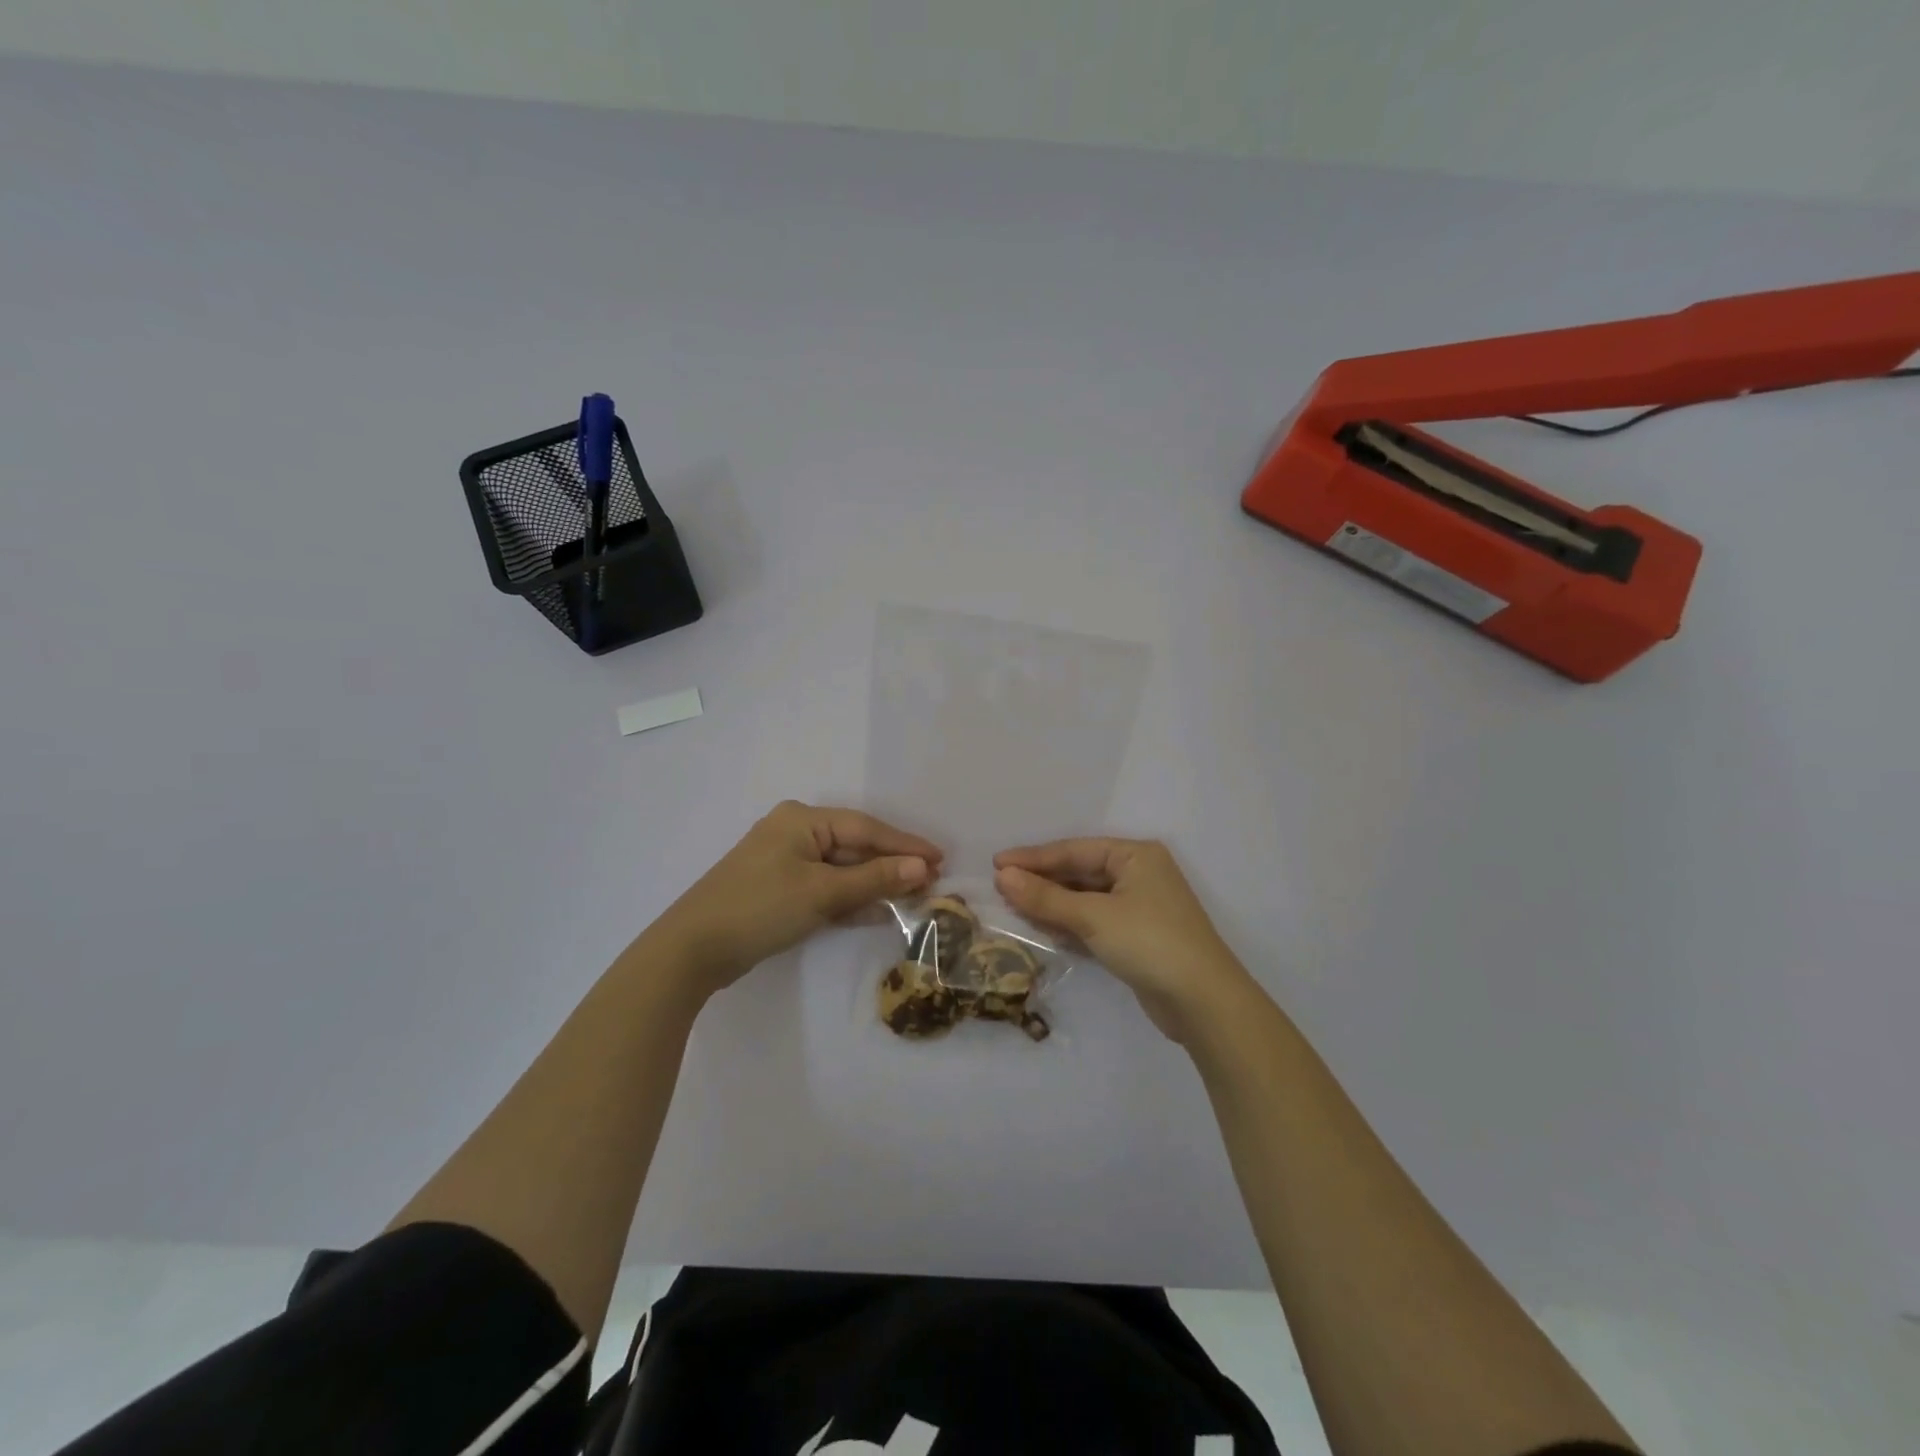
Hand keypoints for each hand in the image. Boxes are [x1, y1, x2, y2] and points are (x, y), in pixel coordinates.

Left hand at [650, 801, 940, 999]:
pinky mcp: (780, 889)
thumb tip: (923, 868)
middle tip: (932, 882)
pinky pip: (826, 887)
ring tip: (914, 898)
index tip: (941, 859)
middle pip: (855, 846)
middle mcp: (795, 832)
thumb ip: (875, 879)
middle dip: (891, 866)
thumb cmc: (761, 908)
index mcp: (802, 819)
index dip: (905, 845)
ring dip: (874, 884)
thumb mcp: (822, 893)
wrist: (692, 950)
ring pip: (842, 869)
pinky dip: (850, 898)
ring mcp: (785, 861)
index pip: (866, 828)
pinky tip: (878, 911)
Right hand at [994, 838, 1257, 1042]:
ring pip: (1084, 898)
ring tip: (1012, 906)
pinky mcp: (1136, 936)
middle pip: (1079, 872)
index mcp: (1135, 855)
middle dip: (1041, 881)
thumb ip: (1046, 897)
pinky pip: (1093, 920)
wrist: (1203, 1002)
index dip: (1033, 857)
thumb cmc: (1150, 942)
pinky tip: (1041, 928)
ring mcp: (1139, 906)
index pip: (1074, 850)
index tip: (996, 863)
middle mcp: (1138, 874)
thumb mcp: (1094, 916)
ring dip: (1051, 903)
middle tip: (1000, 886)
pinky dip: (1068, 923)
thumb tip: (1002, 876)